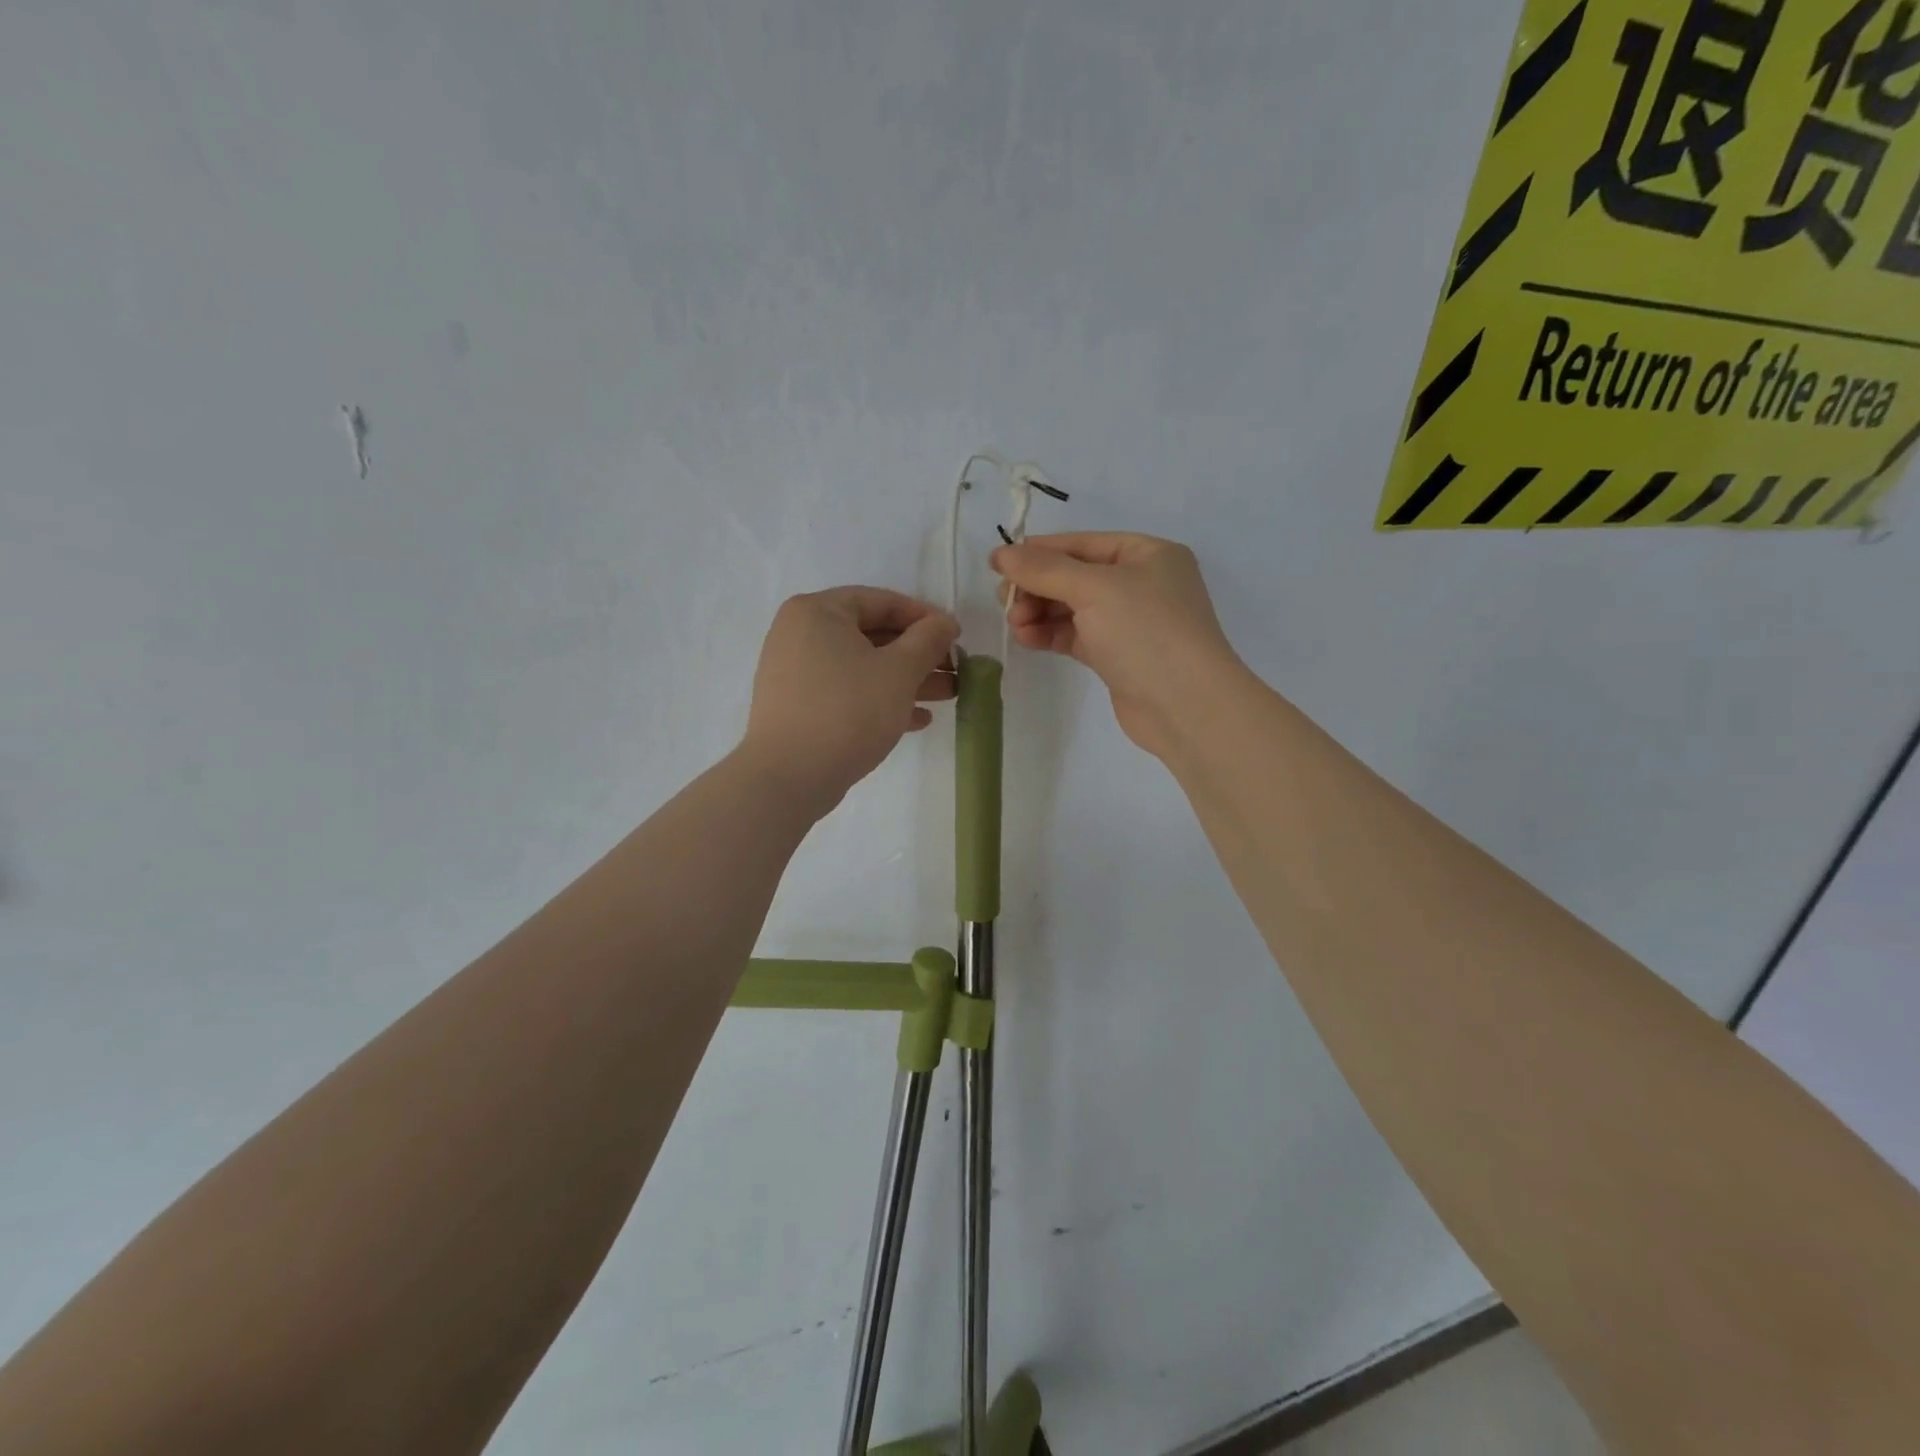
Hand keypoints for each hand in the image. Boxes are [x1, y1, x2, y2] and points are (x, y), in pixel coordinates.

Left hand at [740, 587, 960, 815]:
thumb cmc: (848, 711)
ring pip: (863, 667)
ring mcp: (796, 673)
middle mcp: (800, 635)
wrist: (790, 777)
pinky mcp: (799, 707)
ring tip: (948, 696)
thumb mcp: (898, 671)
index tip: (955, 636)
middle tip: (956, 669)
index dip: (923, 616)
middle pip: (872, 635)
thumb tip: (945, 623)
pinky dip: (880, 699)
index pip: (880, 601)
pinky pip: (847, 692)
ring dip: (907, 679)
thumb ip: (928, 641)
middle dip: (919, 654)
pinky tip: (917, 720)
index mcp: (817, 612)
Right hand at [991, 533, 1244, 760]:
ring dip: (1040, 613)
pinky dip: (1051, 635)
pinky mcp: (1118, 656)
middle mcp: (1141, 583)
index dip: (1037, 551)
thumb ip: (1044, 569)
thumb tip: (1000, 554)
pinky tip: (1027, 639)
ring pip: (1072, 608)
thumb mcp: (1094, 589)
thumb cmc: (1146, 632)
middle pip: (1074, 576)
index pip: (1081, 543)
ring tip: (1015, 625)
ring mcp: (1130, 622)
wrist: (1186, 706)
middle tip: (1005, 603)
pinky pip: (1076, 635)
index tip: (997, 565)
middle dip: (1037, 587)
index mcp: (1147, 554)